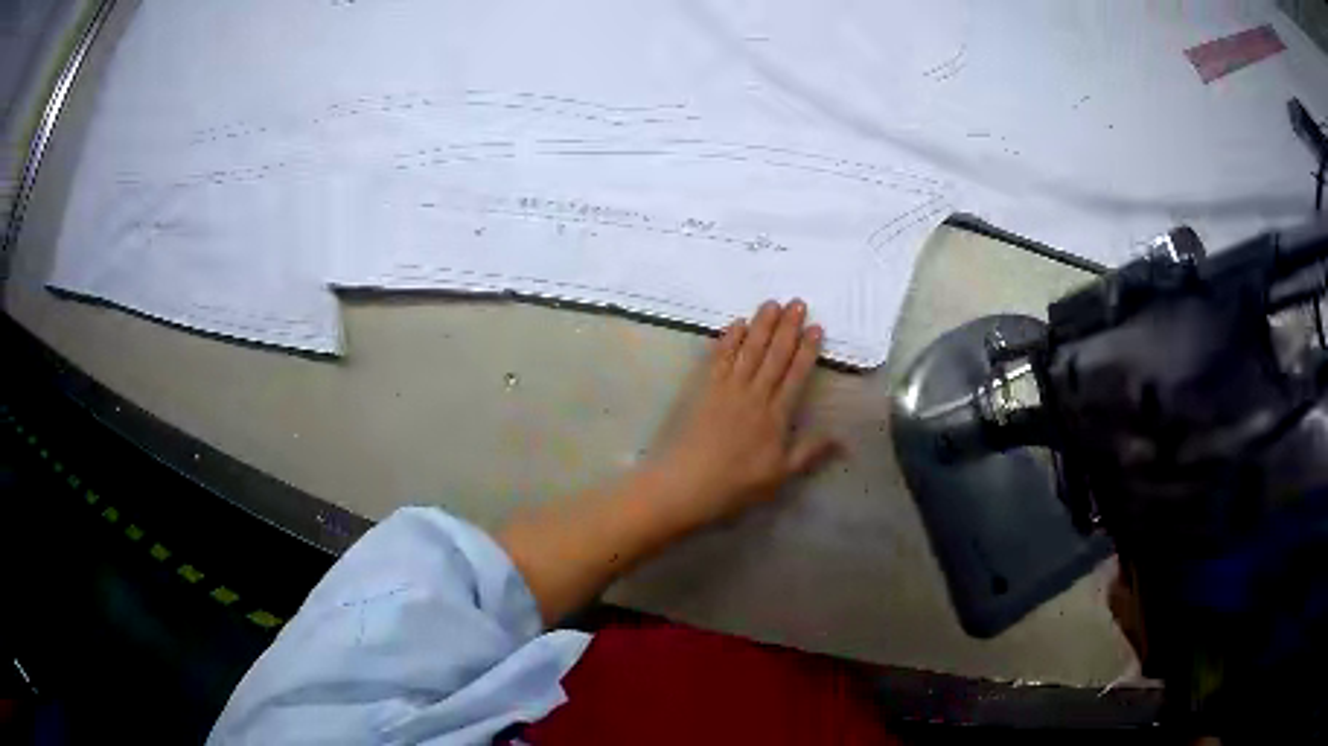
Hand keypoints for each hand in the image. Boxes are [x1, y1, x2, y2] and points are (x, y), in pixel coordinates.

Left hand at [498, 300, 837, 624]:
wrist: (686, 484)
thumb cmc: (736, 485)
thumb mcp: (780, 475)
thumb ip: (810, 452)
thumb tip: (843, 438)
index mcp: (776, 415)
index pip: (796, 375)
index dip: (807, 350)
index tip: (816, 327)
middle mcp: (754, 395)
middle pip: (774, 355)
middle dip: (788, 328)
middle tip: (798, 302)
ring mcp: (727, 389)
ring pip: (749, 350)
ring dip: (761, 325)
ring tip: (772, 303)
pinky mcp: (704, 389)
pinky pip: (719, 357)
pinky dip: (729, 339)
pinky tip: (737, 324)